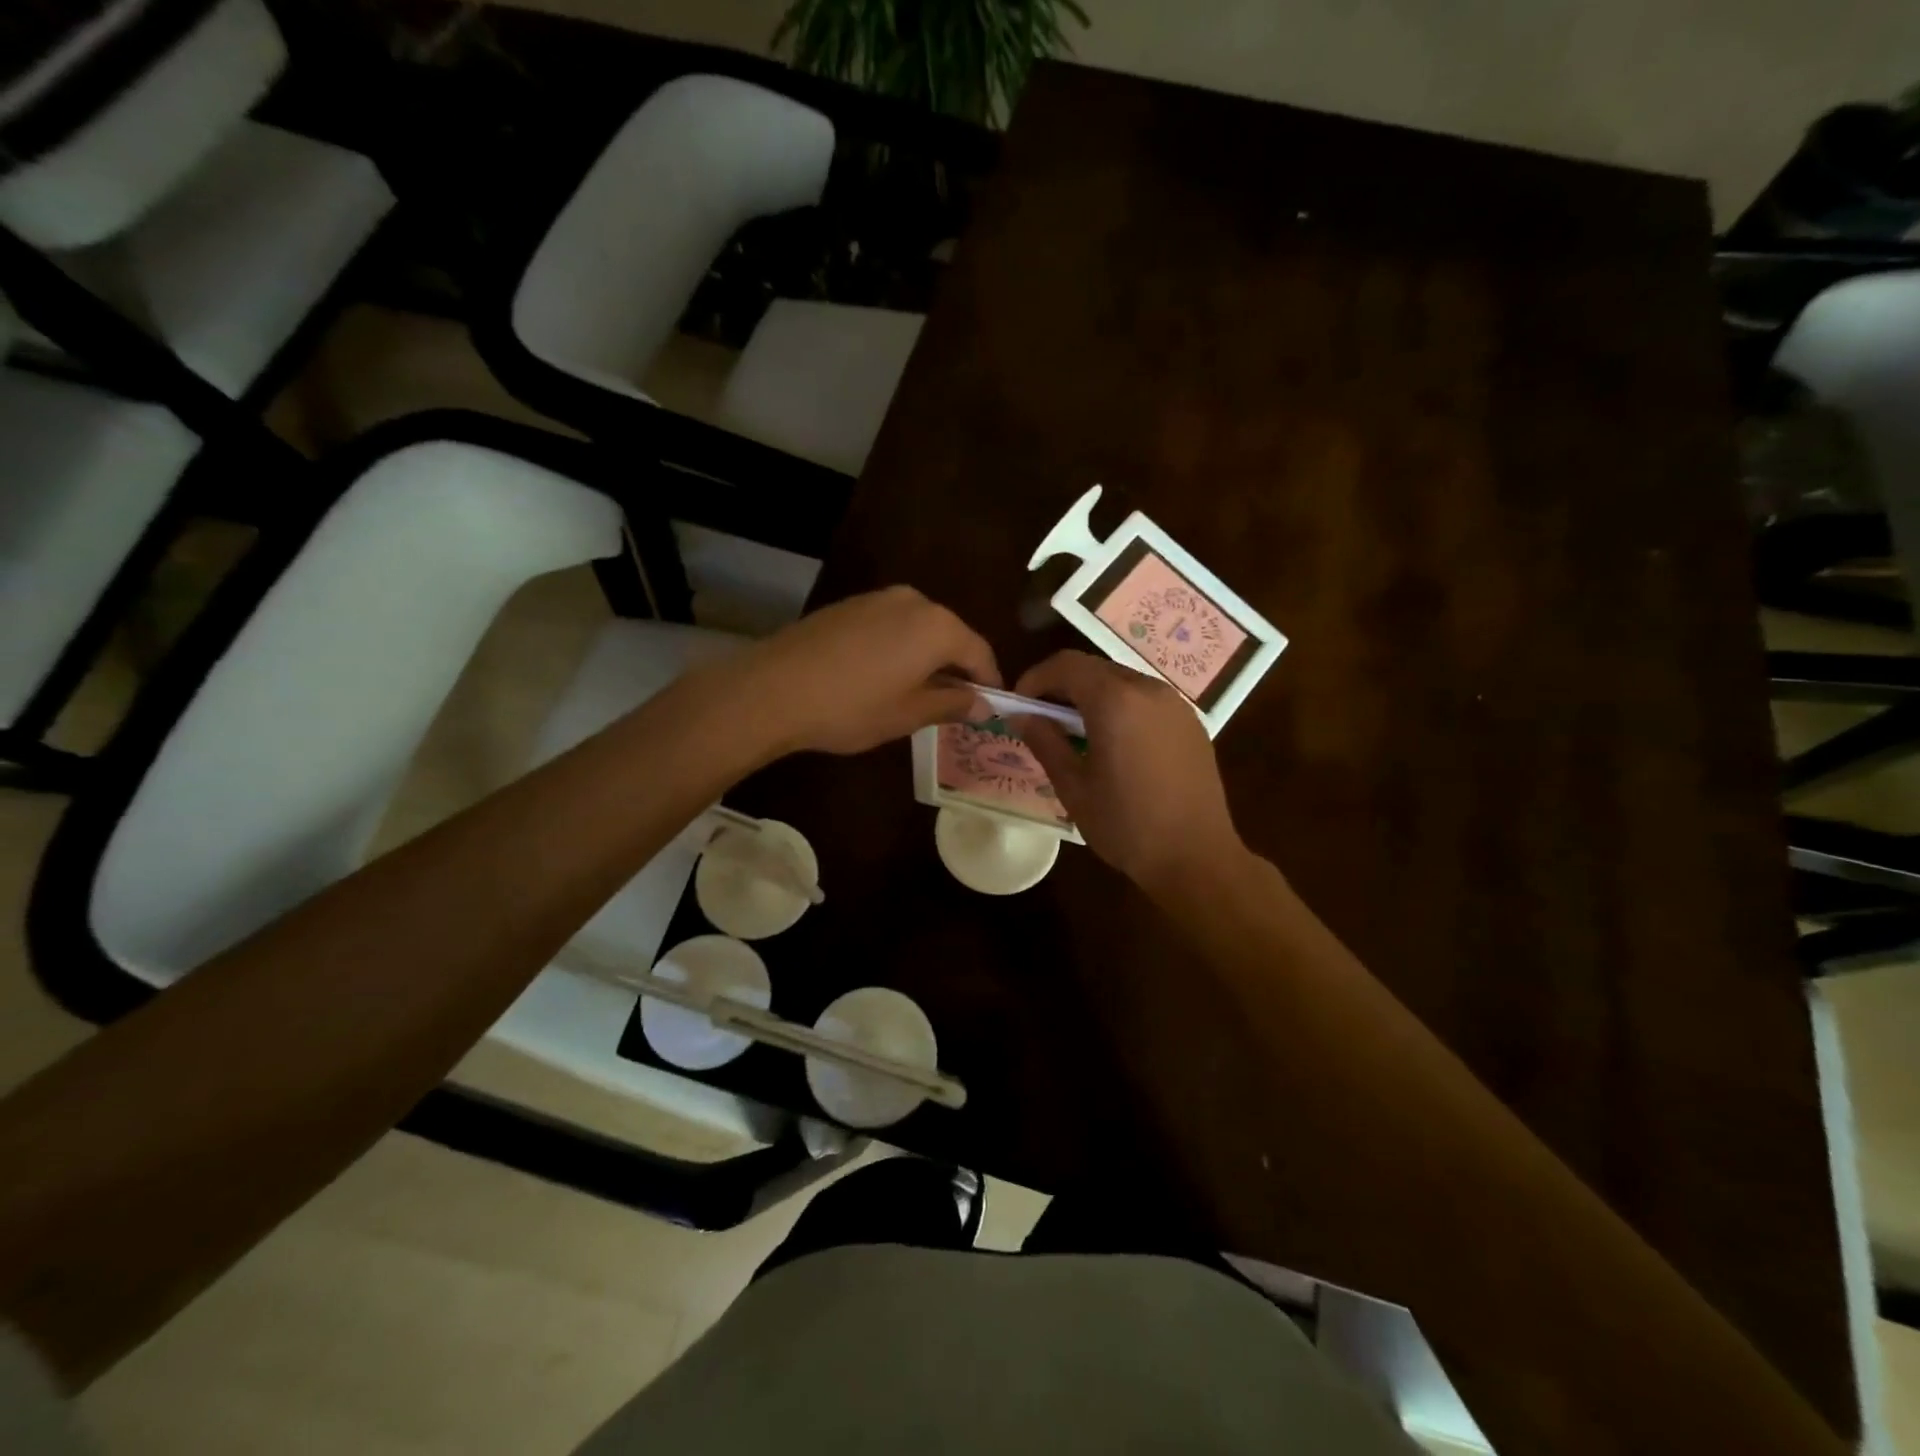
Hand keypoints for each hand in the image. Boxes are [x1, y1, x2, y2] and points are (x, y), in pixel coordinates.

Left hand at [739, 586, 1000, 755]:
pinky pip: (890, 626)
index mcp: (937, 626)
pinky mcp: (849, 605)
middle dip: (956, 668)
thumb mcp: (908, 714)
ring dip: (926, 658)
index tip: (990, 707)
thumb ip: (952, 704)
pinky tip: (882, 676)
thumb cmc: (851, 707)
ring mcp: (877, 598)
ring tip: (917, 693)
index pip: (980, 652)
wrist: (773, 689)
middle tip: (954, 704)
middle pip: (950, 635)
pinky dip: (898, 648)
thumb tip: (982, 703)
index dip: (989, 681)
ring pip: (918, 629)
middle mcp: (913, 601)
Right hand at [1011, 650, 1243, 895]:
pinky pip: (1146, 700)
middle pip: (1095, 669)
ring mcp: (1175, 705)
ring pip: (1122, 682)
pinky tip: (1114, 743)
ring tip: (1076, 732)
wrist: (1197, 857)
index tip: (1019, 704)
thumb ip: (1045, 742)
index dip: (1036, 678)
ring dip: (1093, 695)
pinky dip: (1121, 707)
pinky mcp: (1191, 723)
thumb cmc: (1126, 825)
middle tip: (1043, 719)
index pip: (1066, 665)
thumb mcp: (1074, 787)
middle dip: (1063, 686)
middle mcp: (1148, 690)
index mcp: (1115, 701)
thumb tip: (1023, 716)